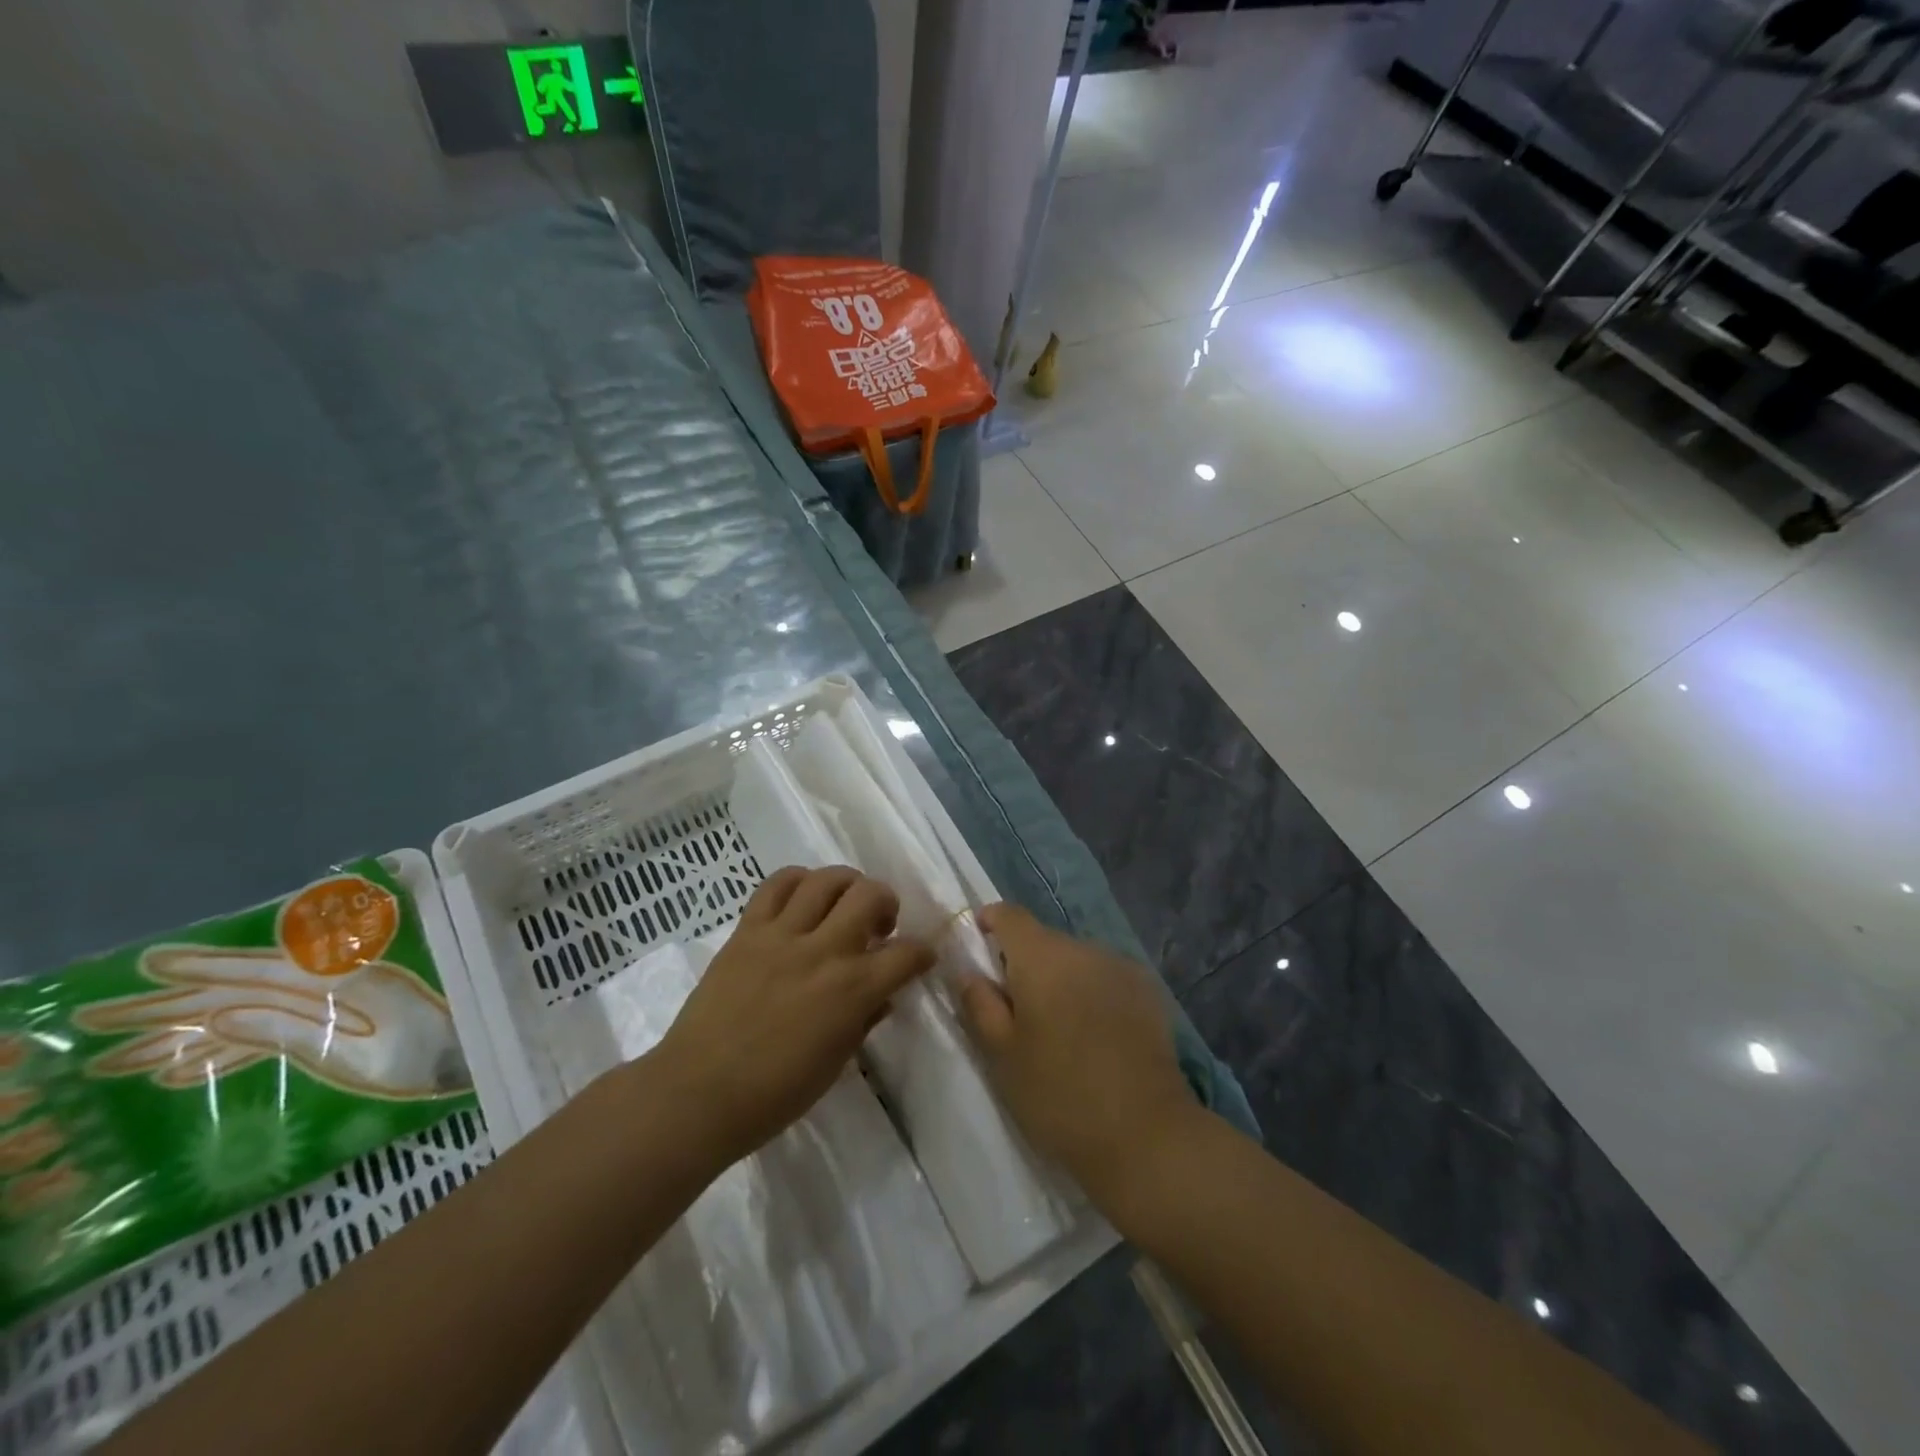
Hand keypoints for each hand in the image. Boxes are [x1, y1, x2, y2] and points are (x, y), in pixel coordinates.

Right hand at [73, 948, 469, 1098]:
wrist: (470, 1059)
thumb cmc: (423, 1061)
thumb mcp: (355, 1055)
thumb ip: (291, 1033)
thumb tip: (220, 1015)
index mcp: (346, 984)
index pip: (264, 973)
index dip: (207, 968)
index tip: (152, 964)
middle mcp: (340, 985)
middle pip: (249, 988)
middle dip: (179, 1000)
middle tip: (104, 1012)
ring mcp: (340, 1004)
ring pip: (254, 1011)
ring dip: (192, 1030)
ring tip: (122, 1054)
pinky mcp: (341, 1024)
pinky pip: (277, 1030)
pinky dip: (230, 1046)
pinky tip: (183, 1069)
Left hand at [651, 866, 934, 1168]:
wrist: (698, 1094)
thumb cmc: (774, 1094)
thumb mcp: (834, 1064)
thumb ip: (863, 1021)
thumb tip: (881, 996)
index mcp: (851, 991)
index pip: (906, 954)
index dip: (922, 952)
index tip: (920, 957)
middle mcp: (823, 951)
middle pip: (870, 894)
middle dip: (887, 902)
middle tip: (879, 924)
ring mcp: (782, 935)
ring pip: (826, 879)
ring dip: (847, 884)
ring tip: (843, 903)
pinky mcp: (747, 930)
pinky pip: (775, 884)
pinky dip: (798, 880)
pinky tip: (803, 897)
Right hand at [958, 904, 1199, 1205]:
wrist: (1146, 1135)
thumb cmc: (1059, 1095)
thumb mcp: (1001, 1054)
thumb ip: (978, 1002)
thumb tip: (967, 968)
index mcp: (1043, 956)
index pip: (1009, 914)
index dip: (988, 923)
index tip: (977, 950)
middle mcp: (1084, 948)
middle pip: (1043, 939)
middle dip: (1023, 963)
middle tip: (1014, 1012)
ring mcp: (1121, 967)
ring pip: (1076, 959)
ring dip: (1060, 979)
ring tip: (1058, 1030)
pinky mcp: (1148, 991)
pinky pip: (1105, 977)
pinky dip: (1091, 992)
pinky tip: (1094, 1036)